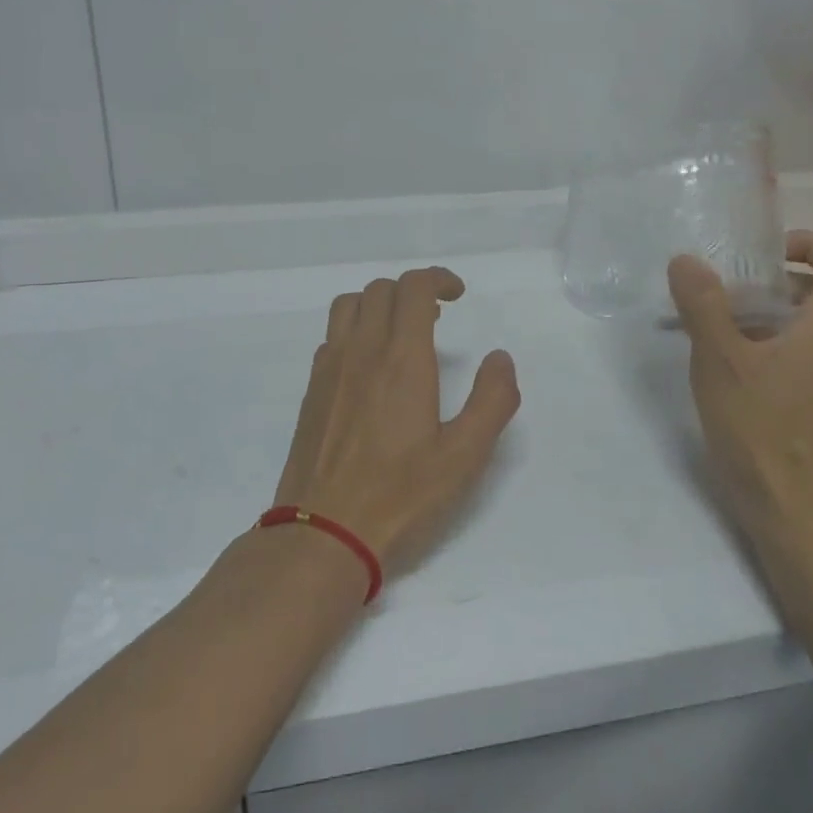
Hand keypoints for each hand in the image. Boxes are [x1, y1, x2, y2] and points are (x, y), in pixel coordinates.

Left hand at [274, 268, 520, 572]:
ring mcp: (329, 368)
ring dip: (378, 303)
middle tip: (436, 318)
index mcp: (401, 358)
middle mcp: (361, 350)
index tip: (457, 295)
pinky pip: (332, 336)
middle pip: (380, 290)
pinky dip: (354, 329)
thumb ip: (492, 401)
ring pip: (348, 305)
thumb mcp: (464, 456)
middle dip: (412, 290)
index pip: (413, 288)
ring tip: (400, 332)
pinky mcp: (312, 390)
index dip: (437, 278)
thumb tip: (499, 358)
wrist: (322, 533)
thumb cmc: (400, 496)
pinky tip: (369, 366)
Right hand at [666, 231, 812, 537]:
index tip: (767, 251)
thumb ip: (702, 305)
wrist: (789, 507)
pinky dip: (756, 342)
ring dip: (757, 311)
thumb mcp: (720, 358)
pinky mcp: (807, 400)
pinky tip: (715, 359)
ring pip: (799, 324)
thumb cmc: (760, 426)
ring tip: (707, 321)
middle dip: (770, 278)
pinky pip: (788, 352)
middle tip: (723, 286)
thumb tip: (686, 260)